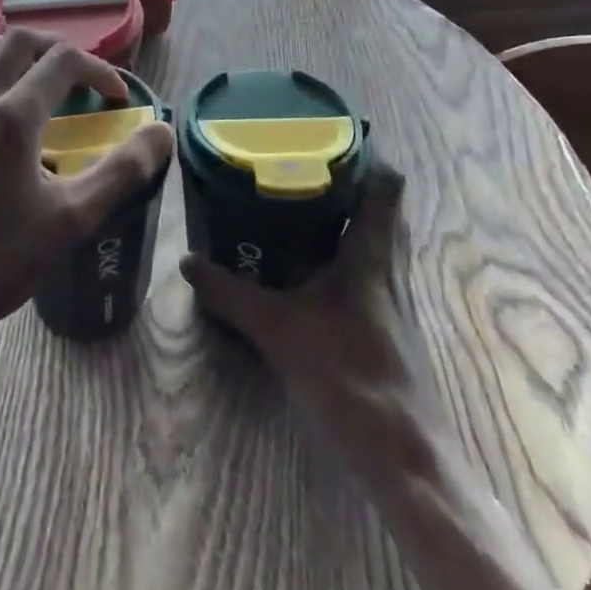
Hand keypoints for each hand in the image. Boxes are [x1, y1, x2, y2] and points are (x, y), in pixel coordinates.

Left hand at [0, 31, 172, 348]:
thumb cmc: (0, 260)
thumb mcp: (73, 219)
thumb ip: (122, 171)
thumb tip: (161, 131)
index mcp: (13, 118)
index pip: (62, 62)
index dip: (98, 69)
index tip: (117, 98)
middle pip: (13, 42)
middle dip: (52, 46)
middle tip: (75, 72)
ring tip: (17, 69)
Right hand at [180, 164, 433, 463]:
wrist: (402, 455)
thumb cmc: (347, 375)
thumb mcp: (277, 330)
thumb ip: (230, 294)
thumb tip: (187, 262)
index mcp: (371, 252)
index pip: (387, 183)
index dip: (365, 151)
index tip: (325, 134)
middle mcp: (389, 264)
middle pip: (381, 204)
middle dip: (345, 178)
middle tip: (298, 162)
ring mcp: (393, 295)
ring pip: (376, 235)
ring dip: (346, 214)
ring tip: (298, 201)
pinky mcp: (388, 320)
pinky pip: (369, 264)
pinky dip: (345, 249)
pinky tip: (309, 262)